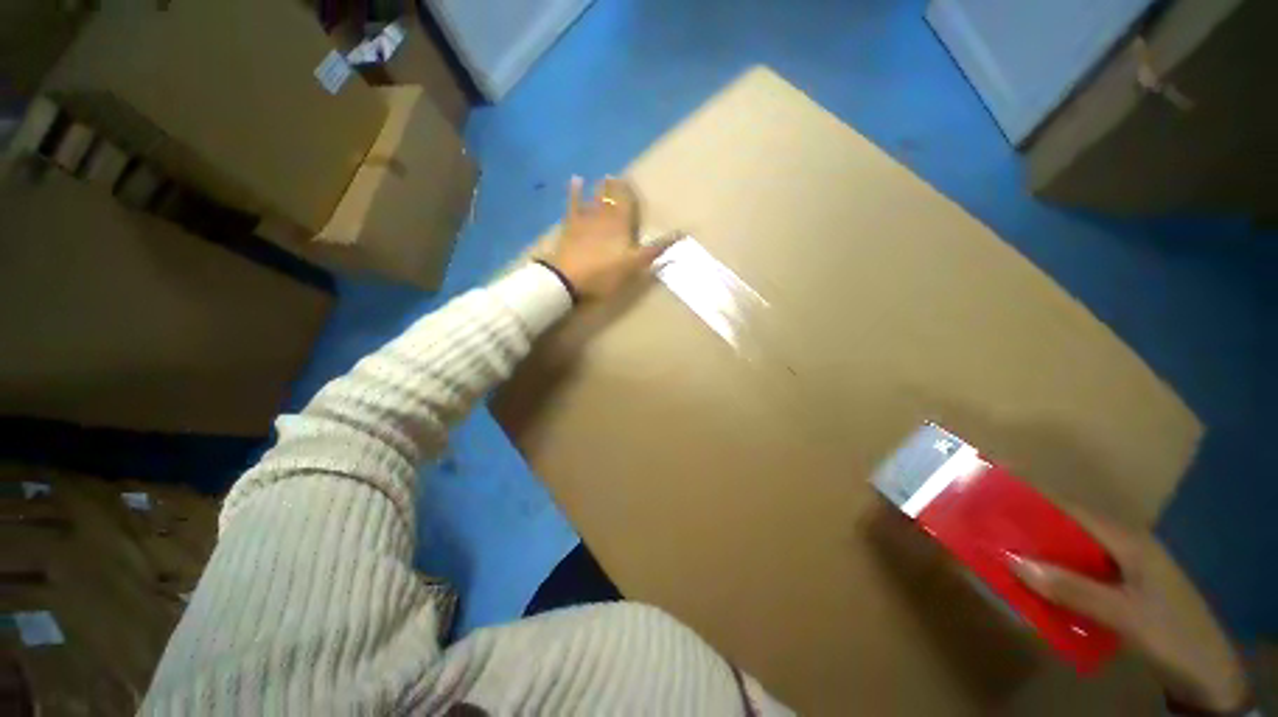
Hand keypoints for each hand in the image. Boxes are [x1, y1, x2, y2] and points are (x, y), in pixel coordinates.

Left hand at [545, 176, 677, 300]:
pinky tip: (575, 180)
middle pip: (611, 198)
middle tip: (617, 175)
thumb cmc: (605, 273)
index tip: (631, 182)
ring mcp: (586, 219)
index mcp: (621, 225)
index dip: (630, 193)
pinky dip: (575, 192)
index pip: (628, 203)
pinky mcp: (570, 226)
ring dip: (599, 188)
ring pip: (595, 198)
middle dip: (615, 187)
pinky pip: (573, 204)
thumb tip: (681, 233)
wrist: (569, 277)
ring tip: (603, 176)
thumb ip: (655, 249)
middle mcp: (604, 216)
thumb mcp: (634, 265)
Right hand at [1011, 514, 1248, 712]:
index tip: (991, 493)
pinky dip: (1052, 576)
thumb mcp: (1125, 615)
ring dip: (1037, 554)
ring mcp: (1121, 568)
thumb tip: (1012, 560)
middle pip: (1066, 528)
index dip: (1031, 498)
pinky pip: (1076, 574)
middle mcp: (1122, 545)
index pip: (1070, 508)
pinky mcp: (1119, 589)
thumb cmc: (1171, 632)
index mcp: (1127, 539)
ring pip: (1069, 552)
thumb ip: (1072, 589)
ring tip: (999, 555)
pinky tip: (1035, 587)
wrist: (1207, 673)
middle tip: (984, 527)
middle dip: (1026, 527)